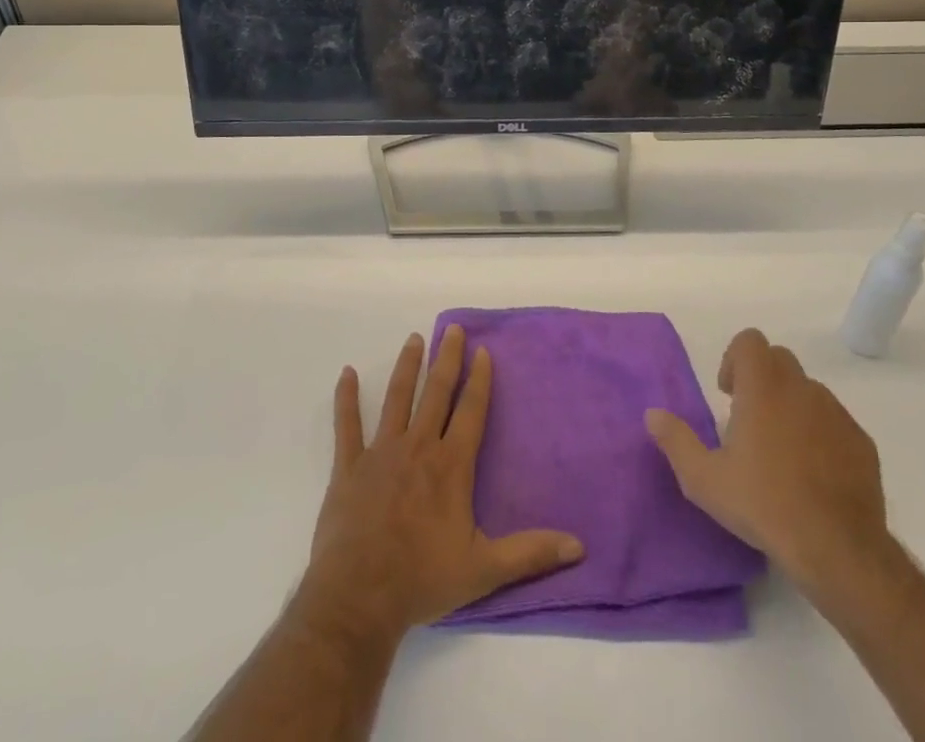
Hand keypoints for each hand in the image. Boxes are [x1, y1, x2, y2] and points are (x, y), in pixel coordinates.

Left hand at [297, 327, 584, 648]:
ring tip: (413, 339)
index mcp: (451, 465)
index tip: (482, 350)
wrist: (360, 597)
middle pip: (436, 393)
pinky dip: (347, 398)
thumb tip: (577, 546)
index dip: (479, 380)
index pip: (470, 411)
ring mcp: (381, 452)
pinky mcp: (349, 465)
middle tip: (452, 329)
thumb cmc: (423, 580)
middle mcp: (418, 447)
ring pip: (398, 398)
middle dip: (446, 358)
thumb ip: (530, 553)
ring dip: (407, 367)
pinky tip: (347, 373)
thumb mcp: (484, 569)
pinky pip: (347, 424)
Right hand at [645, 329, 892, 608]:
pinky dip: (820, 434)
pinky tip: (812, 475)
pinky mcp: (862, 443)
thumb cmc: (764, 505)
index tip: (728, 395)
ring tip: (780, 452)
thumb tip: (653, 414)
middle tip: (748, 420)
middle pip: (779, 360)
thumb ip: (676, 441)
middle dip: (761, 379)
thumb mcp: (704, 480)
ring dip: (791, 406)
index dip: (734, 359)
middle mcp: (801, 389)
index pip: (750, 341)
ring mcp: (836, 414)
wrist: (839, 550)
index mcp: (763, 387)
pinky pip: (834, 423)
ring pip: (808, 391)